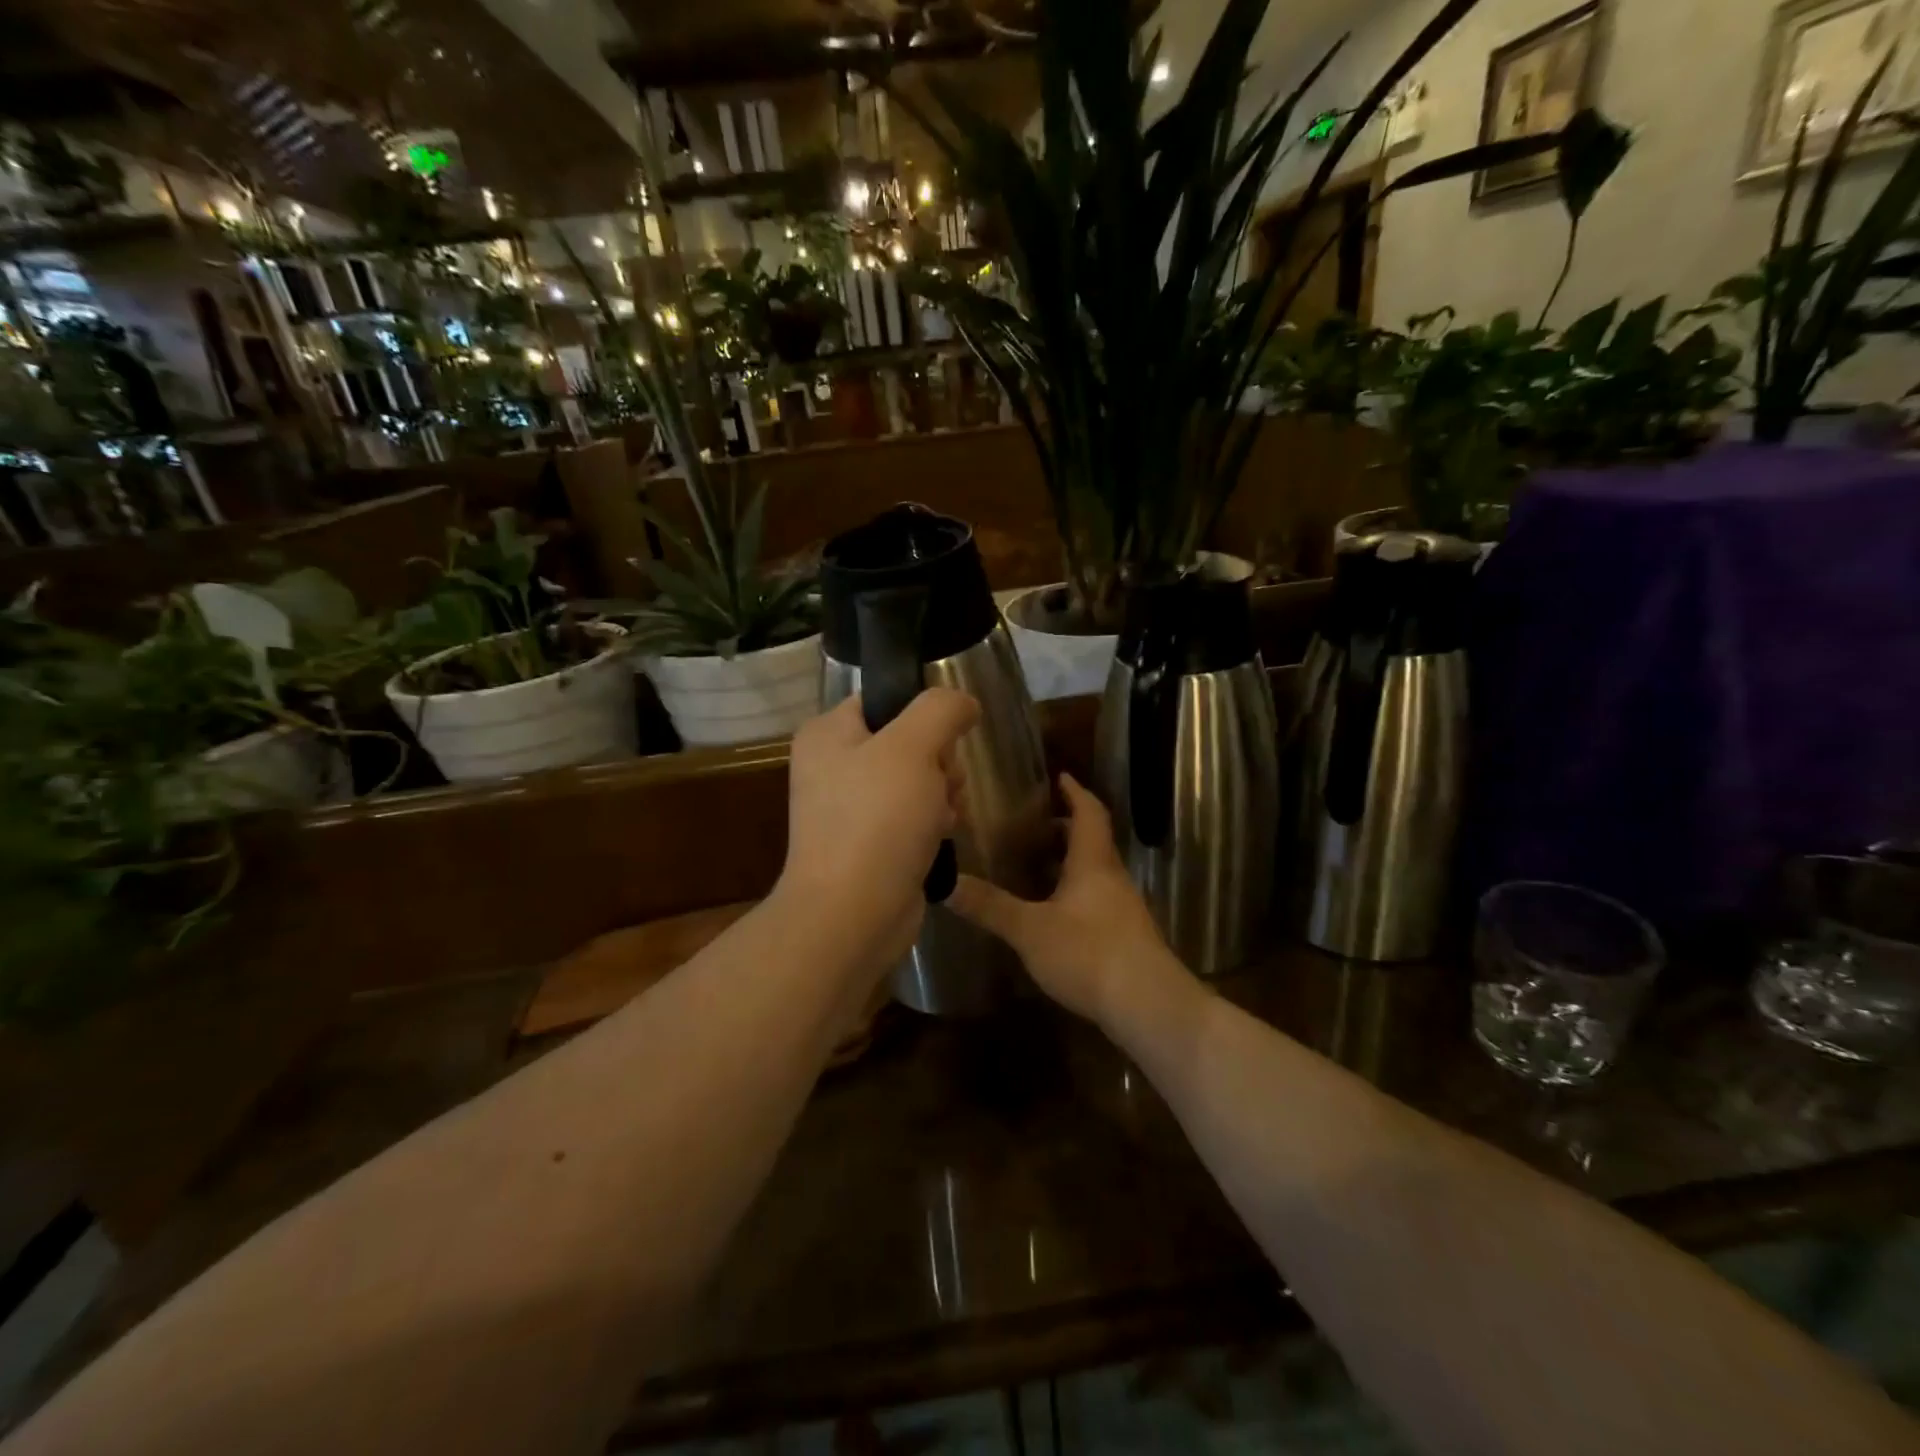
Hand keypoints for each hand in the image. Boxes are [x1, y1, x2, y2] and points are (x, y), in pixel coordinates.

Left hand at [777, 689, 978, 978]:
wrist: (853, 915)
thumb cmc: (877, 821)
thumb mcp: (913, 747)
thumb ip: (941, 709)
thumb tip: (965, 702)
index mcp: (828, 734)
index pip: (885, 700)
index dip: (924, 715)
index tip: (945, 739)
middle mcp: (833, 767)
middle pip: (908, 742)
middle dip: (939, 762)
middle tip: (942, 785)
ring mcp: (850, 809)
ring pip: (917, 781)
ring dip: (942, 794)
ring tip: (943, 817)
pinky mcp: (870, 844)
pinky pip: (912, 817)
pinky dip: (932, 824)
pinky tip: (941, 838)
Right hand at [950, 773, 1174, 1024]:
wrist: (1148, 1005)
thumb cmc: (1090, 953)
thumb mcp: (1030, 929)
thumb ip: (990, 906)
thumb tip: (945, 882)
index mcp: (1093, 862)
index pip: (1088, 812)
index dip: (1074, 792)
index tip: (1059, 776)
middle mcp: (1112, 878)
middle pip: (1092, 841)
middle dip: (1065, 828)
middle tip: (1032, 825)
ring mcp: (1123, 908)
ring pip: (1095, 872)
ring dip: (1069, 863)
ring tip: (1034, 867)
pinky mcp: (1125, 936)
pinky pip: (1096, 899)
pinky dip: (1073, 893)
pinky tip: (1053, 913)